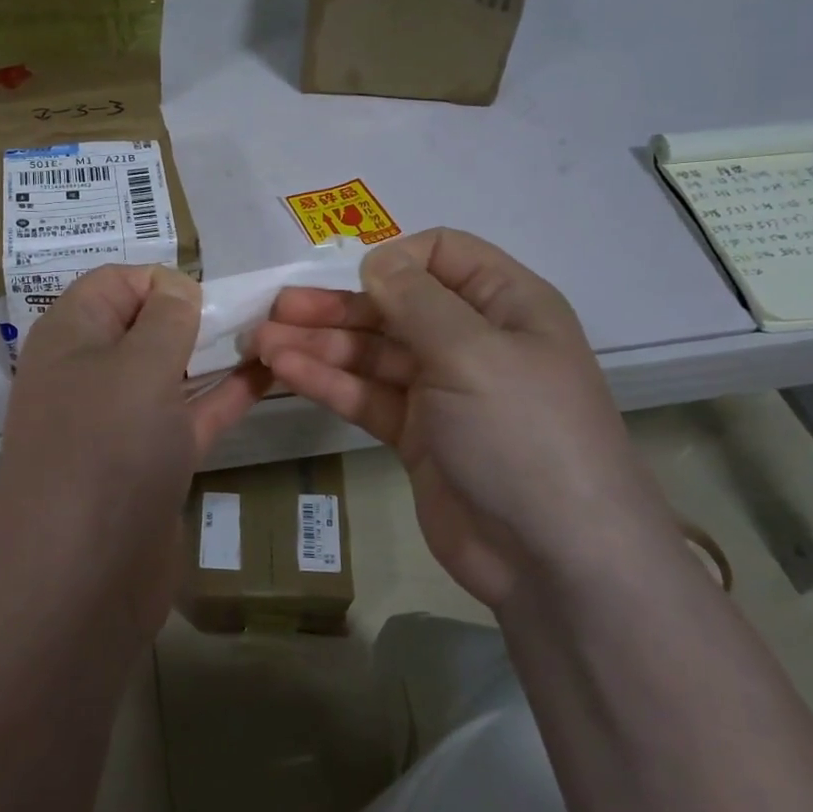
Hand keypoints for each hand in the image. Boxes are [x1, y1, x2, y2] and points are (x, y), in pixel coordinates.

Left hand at [0, 264, 270, 636]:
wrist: (81, 580)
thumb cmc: (105, 451)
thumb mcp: (137, 366)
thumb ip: (164, 318)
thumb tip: (176, 288)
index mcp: (68, 337)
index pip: (113, 282)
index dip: (161, 281)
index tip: (208, 297)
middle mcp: (87, 374)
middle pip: (143, 326)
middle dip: (194, 315)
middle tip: (254, 312)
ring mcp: (117, 424)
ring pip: (170, 372)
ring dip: (215, 352)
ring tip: (273, 334)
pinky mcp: (147, 464)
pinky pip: (187, 415)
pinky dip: (223, 395)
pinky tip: (269, 377)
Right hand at [249, 229, 673, 606]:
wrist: (552, 556)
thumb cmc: (523, 434)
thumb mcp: (474, 353)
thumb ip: (417, 301)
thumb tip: (376, 259)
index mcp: (506, 306)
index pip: (443, 255)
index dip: (396, 260)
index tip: (354, 279)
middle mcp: (472, 341)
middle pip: (394, 307)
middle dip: (335, 307)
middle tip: (274, 310)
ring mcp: (441, 391)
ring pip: (371, 354)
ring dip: (318, 345)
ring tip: (260, 343)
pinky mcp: (414, 435)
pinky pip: (365, 396)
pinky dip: (327, 382)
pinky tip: (284, 372)